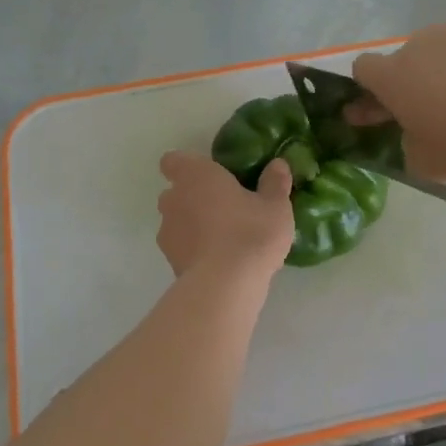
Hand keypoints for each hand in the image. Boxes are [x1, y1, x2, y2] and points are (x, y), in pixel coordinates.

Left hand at [156, 151, 294, 278]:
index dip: (187, 166)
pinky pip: (181, 247)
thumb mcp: (275, 206)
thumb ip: (275, 182)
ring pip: (177, 221)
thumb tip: (278, 164)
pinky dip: (194, 250)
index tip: (209, 175)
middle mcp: (173, 199)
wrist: (226, 285)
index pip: (173, 160)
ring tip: (224, 239)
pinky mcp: (170, 261)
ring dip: (193, 225)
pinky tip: (219, 261)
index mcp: (195, 175)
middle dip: (194, 197)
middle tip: (226, 207)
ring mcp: (167, 232)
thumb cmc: (251, 232)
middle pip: (176, 192)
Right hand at [350, 21, 445, 183]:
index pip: (363, 69)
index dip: (367, 92)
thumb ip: (409, 143)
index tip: (377, 114)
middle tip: (433, 115)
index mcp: (395, 75)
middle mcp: (423, 43)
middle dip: (412, 84)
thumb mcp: (427, 164)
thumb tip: (417, 132)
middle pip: (407, 60)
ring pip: (445, 51)